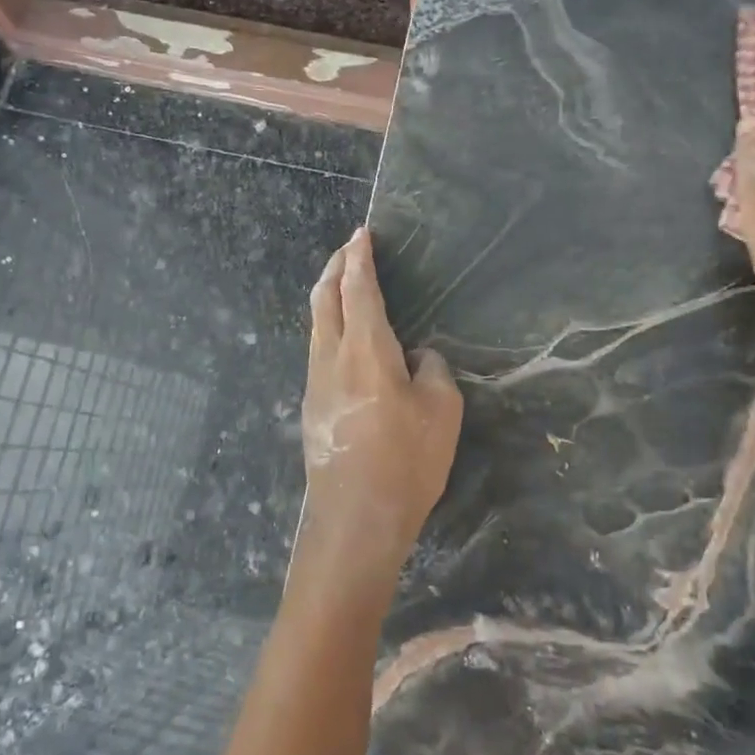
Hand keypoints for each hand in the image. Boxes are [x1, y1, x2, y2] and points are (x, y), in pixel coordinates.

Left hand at [295, 228, 462, 596]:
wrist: (355, 520)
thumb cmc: (406, 462)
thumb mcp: (442, 411)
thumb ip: (432, 371)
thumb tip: (416, 357)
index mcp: (366, 350)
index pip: (358, 290)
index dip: (359, 258)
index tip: (360, 234)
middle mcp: (331, 357)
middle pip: (323, 298)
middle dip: (334, 267)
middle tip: (348, 249)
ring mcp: (315, 382)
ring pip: (315, 324)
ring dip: (327, 296)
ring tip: (342, 283)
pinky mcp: (311, 406)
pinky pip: (318, 349)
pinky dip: (328, 326)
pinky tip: (343, 337)